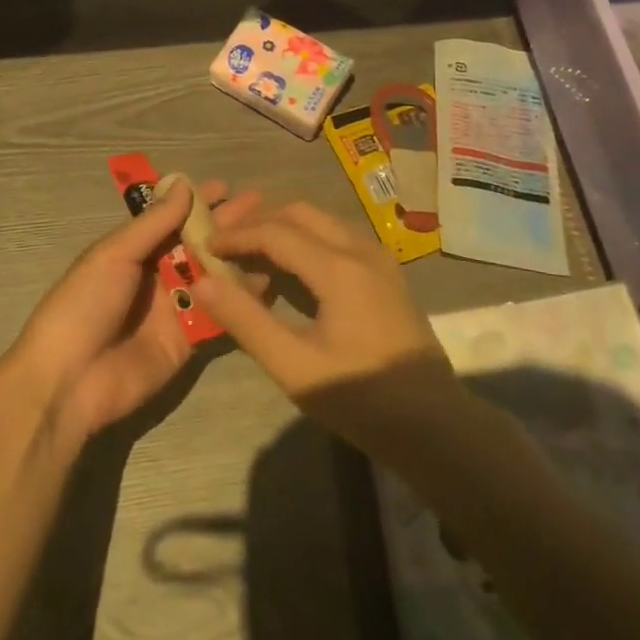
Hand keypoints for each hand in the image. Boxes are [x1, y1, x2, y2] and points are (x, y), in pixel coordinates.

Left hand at [12, 178, 259, 448]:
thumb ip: (153, 222)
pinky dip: (238, 300)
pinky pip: (217, 314)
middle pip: (196, 245)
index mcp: (132, 251)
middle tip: (260, 207)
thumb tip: (184, 185)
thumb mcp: (114, 254)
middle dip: (225, 226)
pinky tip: (266, 284)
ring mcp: (173, 308)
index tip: (227, 187)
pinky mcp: (187, 341)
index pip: (171, 219)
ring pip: (211, 277)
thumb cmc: (85, 304)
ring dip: (237, 258)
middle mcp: (155, 275)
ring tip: (271, 240)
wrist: (70, 380)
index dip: (197, 202)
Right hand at [191, 201, 458, 457]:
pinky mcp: (387, 273)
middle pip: (300, 213)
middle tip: (226, 243)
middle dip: (259, 221)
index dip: (236, 235)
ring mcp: (379, 258)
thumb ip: (246, 320)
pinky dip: (307, 241)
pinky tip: (291, 271)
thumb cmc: (362, 400)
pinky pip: (338, 237)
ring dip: (283, 228)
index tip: (205, 246)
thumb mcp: (294, 366)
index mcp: (339, 267)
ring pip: (321, 221)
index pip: (275, 231)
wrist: (437, 426)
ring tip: (251, 254)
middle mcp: (361, 248)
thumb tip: (203, 282)